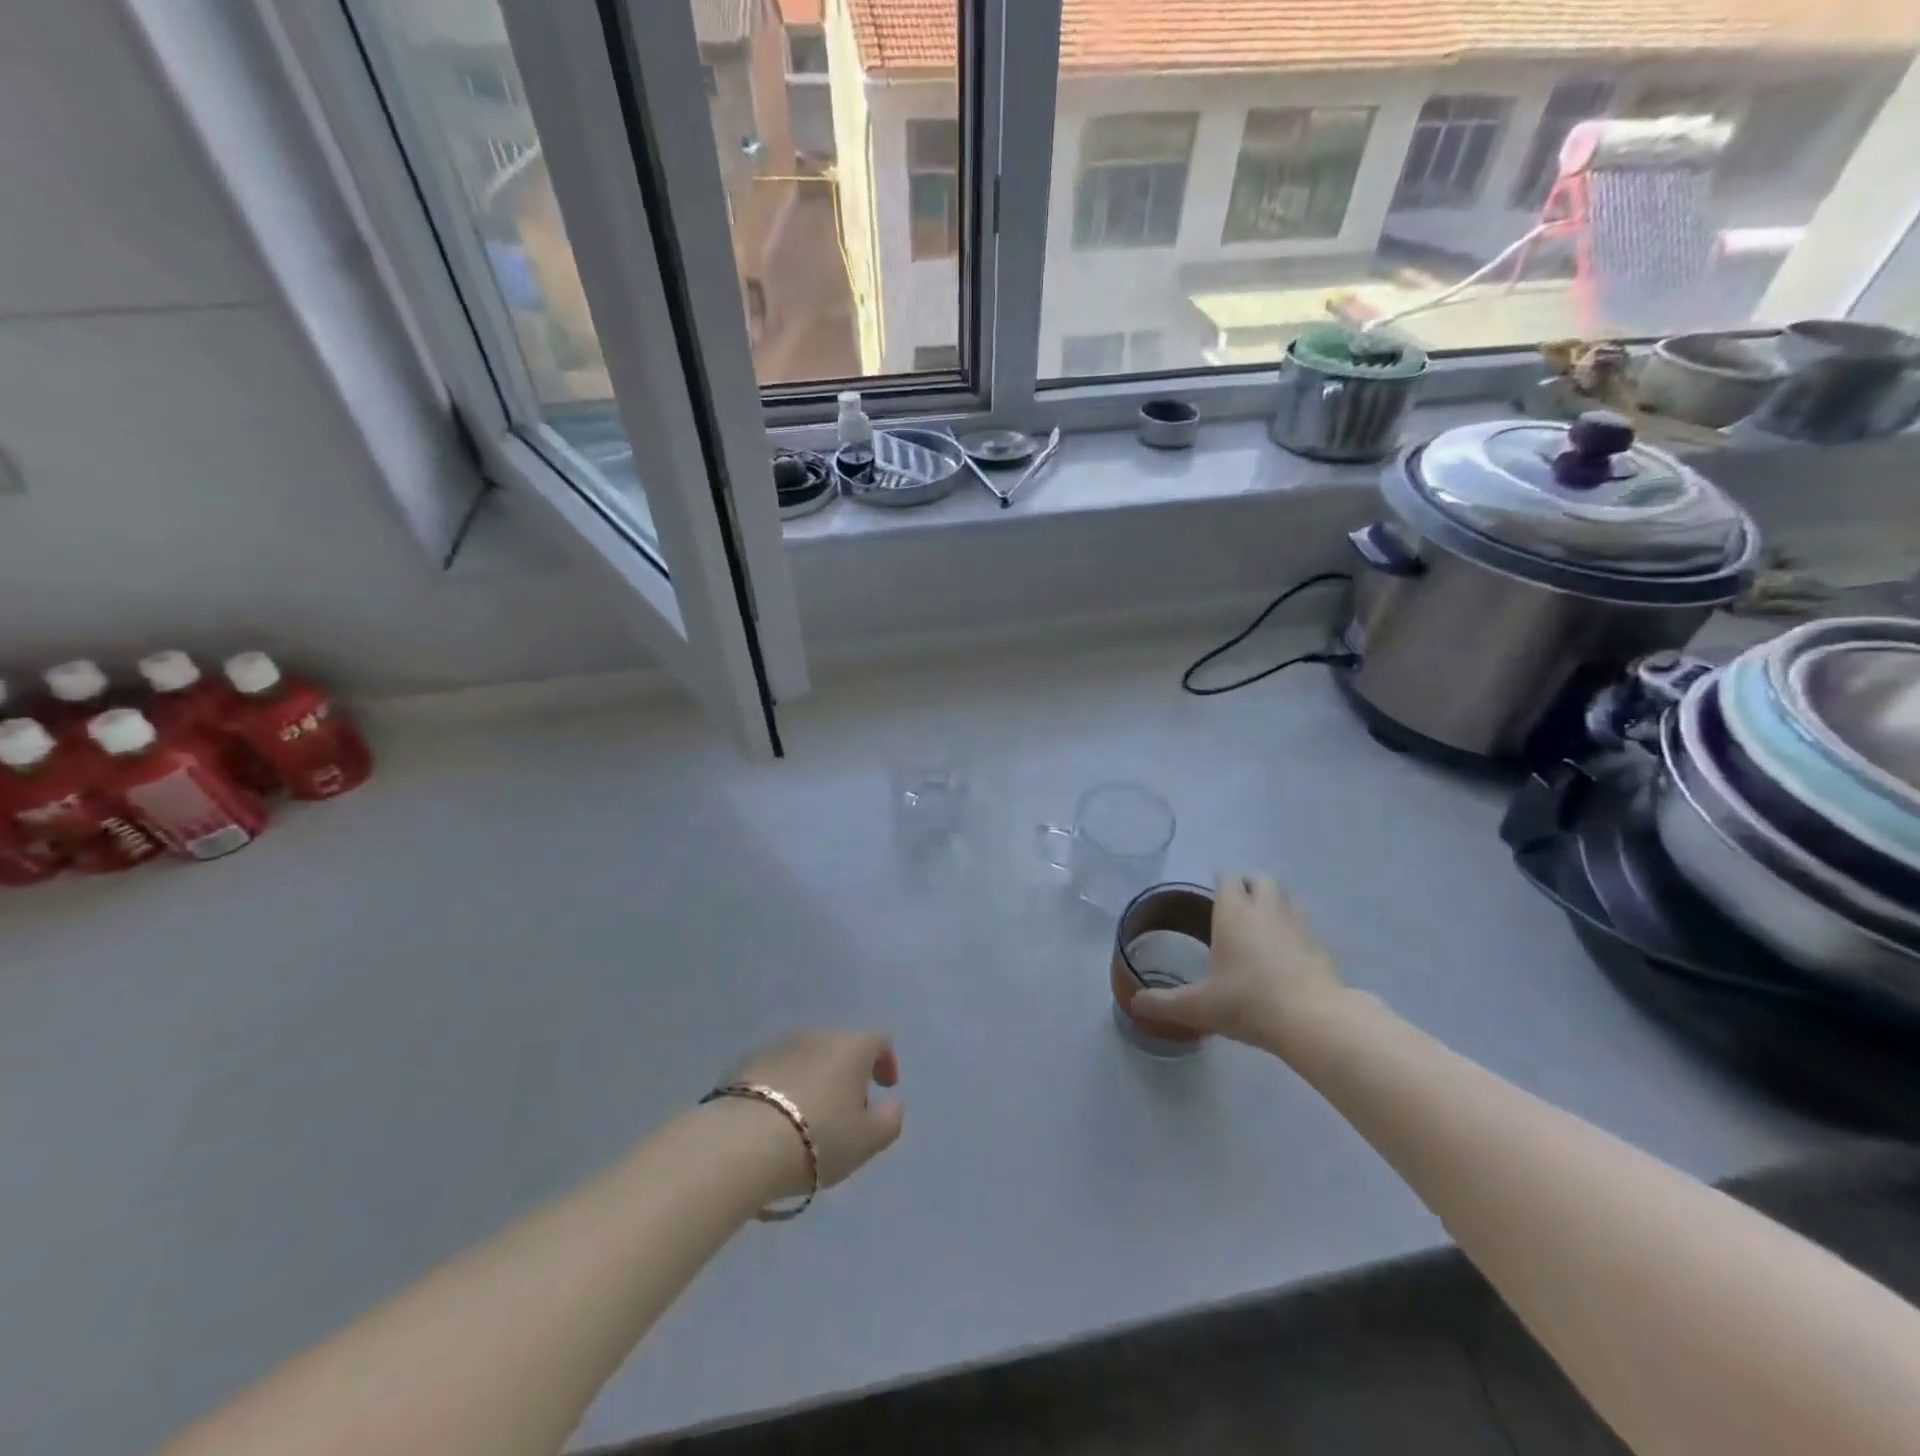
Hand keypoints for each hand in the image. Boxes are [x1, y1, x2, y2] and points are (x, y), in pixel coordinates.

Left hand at [723, 1030, 904, 1199]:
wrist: (743, 1143)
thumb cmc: (819, 1138)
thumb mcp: (868, 1141)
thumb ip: (890, 1120)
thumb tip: (893, 1104)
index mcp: (852, 1046)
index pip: (879, 1041)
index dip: (886, 1062)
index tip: (885, 1087)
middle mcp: (818, 1035)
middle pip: (842, 1048)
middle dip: (849, 1074)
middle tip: (848, 1111)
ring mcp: (780, 1045)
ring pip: (808, 1057)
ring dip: (816, 1079)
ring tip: (810, 1117)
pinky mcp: (748, 1062)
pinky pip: (778, 1070)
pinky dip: (786, 1087)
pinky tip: (779, 1118)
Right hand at [1131, 873, 1348, 1049]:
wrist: (1311, 1021)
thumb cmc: (1247, 1002)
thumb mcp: (1197, 1007)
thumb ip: (1164, 1003)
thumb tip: (1135, 1004)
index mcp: (1233, 912)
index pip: (1227, 878)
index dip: (1220, 882)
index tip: (1212, 896)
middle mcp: (1266, 909)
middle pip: (1261, 878)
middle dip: (1249, 884)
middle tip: (1238, 905)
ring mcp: (1299, 925)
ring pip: (1289, 896)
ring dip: (1277, 901)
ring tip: (1265, 922)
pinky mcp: (1322, 946)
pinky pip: (1308, 925)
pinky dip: (1298, 930)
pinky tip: (1291, 952)